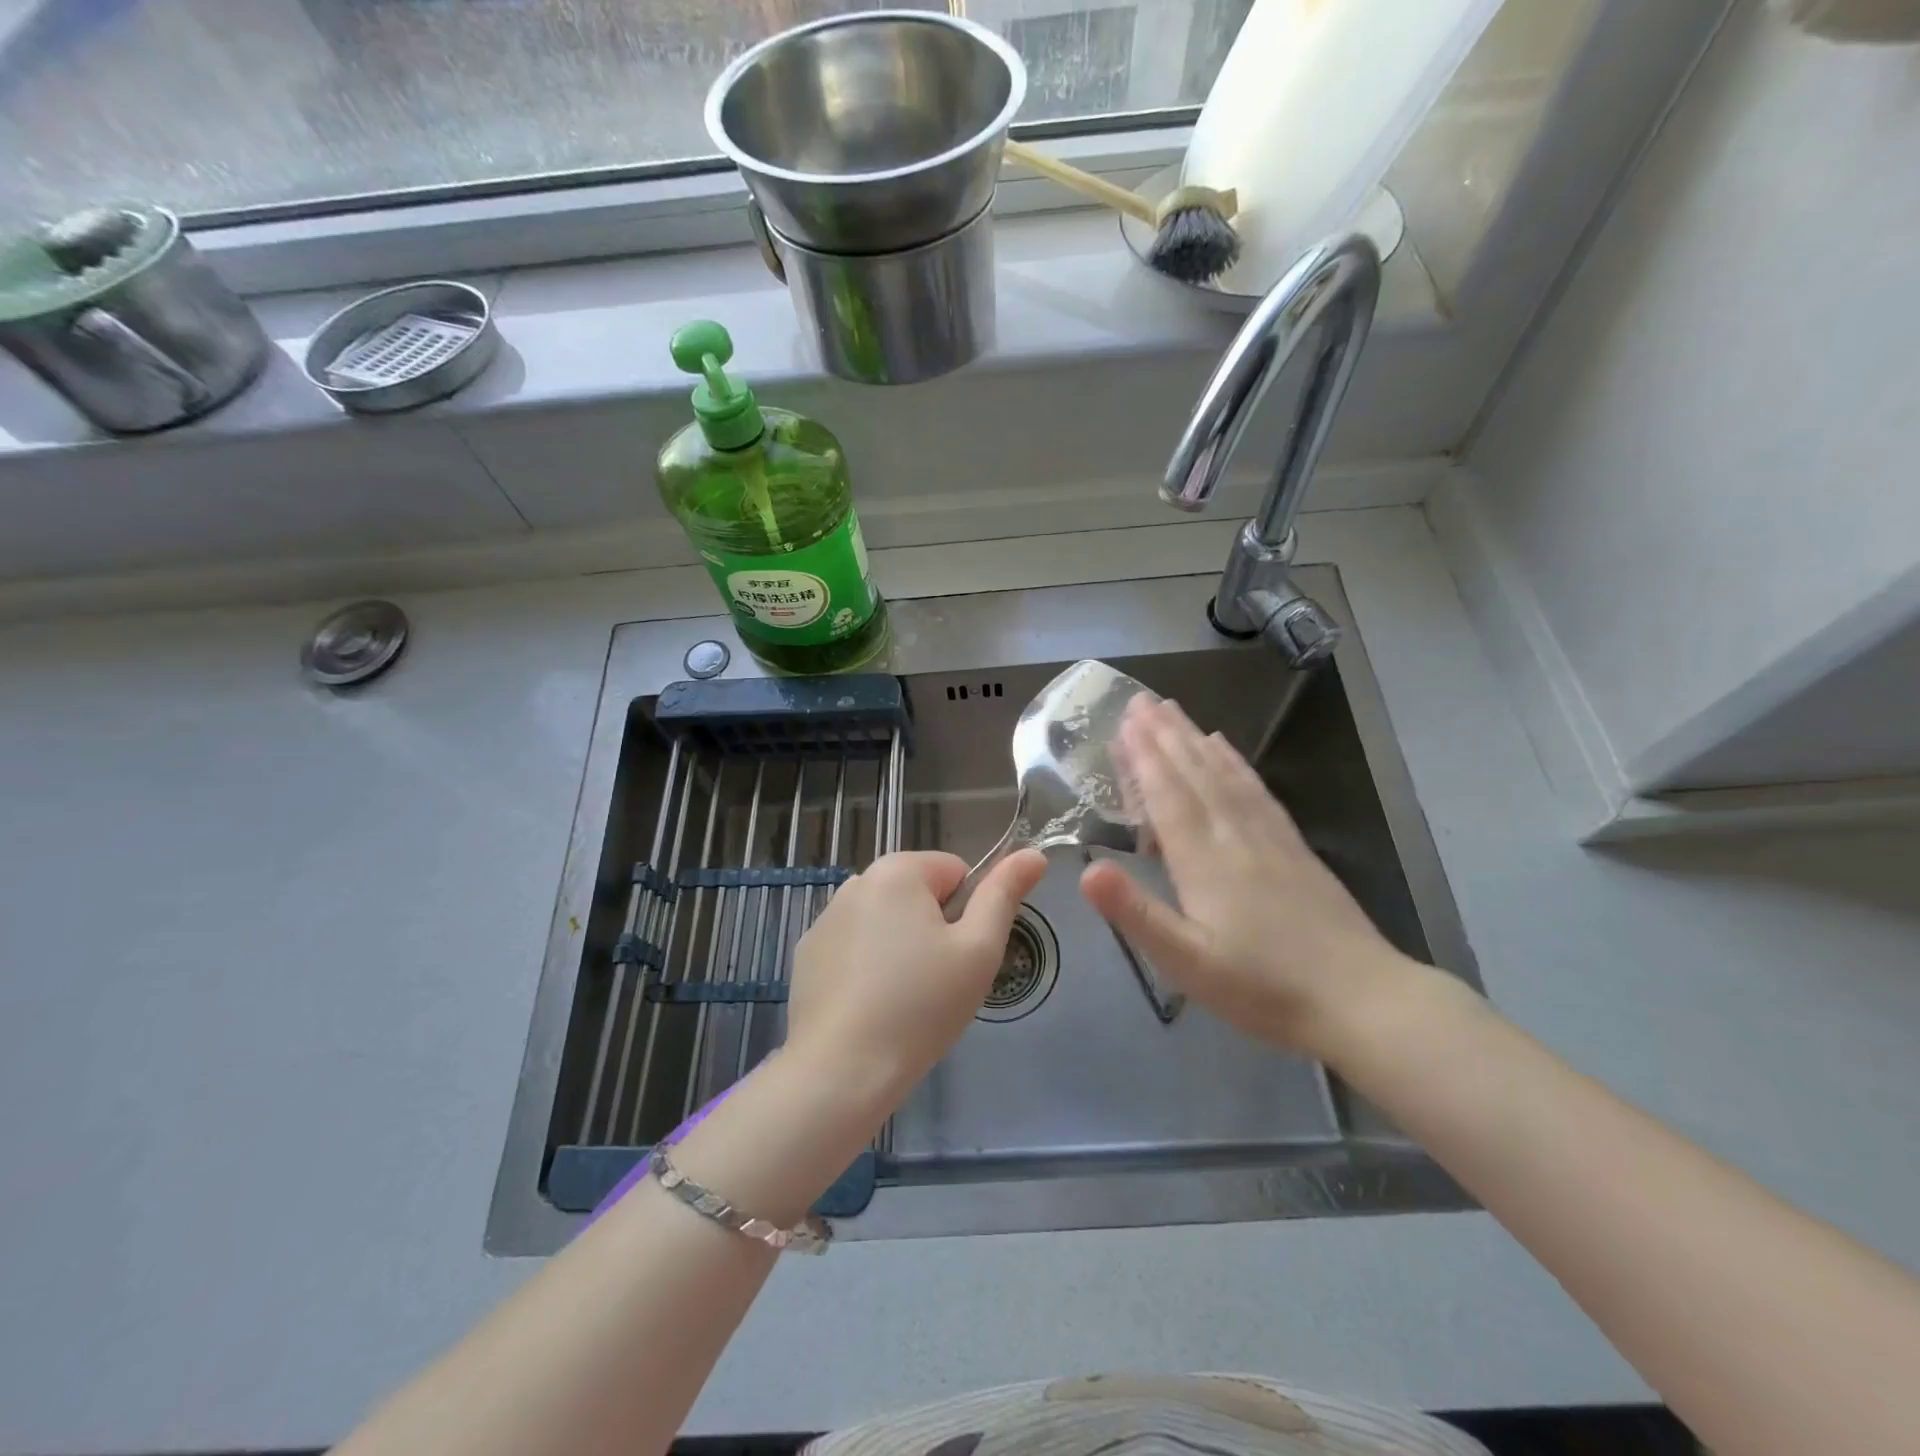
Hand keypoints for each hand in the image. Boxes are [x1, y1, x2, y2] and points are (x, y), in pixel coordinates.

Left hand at [786, 848, 1047, 1115]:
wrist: (841, 1070)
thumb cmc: (921, 1005)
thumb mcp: (978, 950)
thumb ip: (1005, 894)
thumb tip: (1033, 854)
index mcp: (898, 870)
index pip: (956, 871)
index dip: (969, 912)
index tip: (960, 955)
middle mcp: (857, 881)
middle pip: (918, 894)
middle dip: (934, 928)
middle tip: (937, 981)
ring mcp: (825, 918)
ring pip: (886, 921)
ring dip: (901, 946)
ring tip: (904, 999)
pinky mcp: (807, 954)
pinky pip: (855, 946)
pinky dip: (868, 966)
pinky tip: (870, 1007)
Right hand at [1080, 696, 1427, 1060]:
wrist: (1363, 1000)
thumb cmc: (1264, 988)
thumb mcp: (1189, 963)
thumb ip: (1137, 914)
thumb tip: (1087, 871)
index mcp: (1204, 861)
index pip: (1168, 796)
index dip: (1143, 757)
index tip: (1124, 720)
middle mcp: (1235, 836)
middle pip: (1194, 774)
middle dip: (1164, 735)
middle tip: (1140, 700)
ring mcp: (1269, 837)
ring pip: (1224, 774)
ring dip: (1194, 739)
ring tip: (1174, 710)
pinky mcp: (1294, 846)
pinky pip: (1256, 790)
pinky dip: (1235, 762)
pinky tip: (1226, 749)